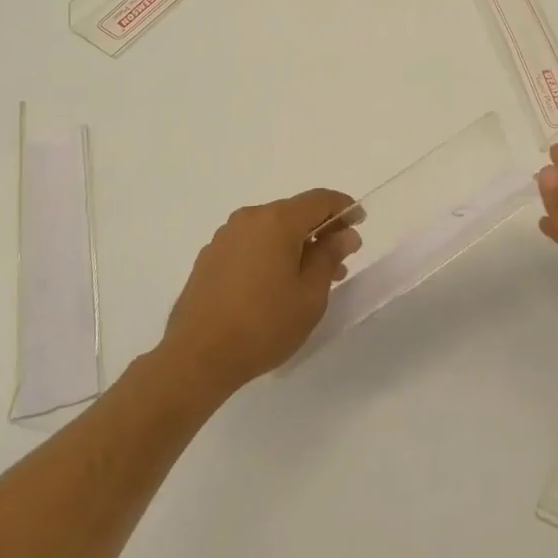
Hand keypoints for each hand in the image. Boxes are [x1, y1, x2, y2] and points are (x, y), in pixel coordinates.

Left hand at [159, 188, 360, 400]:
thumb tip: (344, 234)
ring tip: (309, 279)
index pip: (320, 200)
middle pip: (294, 213)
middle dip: (320, 231)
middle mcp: (250, 218)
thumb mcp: (311, 295)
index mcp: (278, 220)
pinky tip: (274, 286)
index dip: (344, 208)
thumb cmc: (263, 325)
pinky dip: (269, 254)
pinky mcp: (209, 257)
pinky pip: (250, 244)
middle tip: (339, 261)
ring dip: (295, 245)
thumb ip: (329, 257)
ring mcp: (225, 236)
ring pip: (271, 230)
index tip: (360, 222)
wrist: (196, 357)